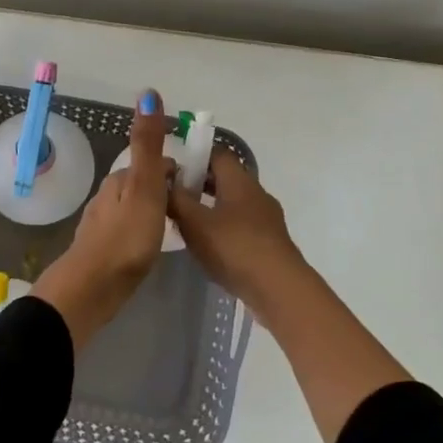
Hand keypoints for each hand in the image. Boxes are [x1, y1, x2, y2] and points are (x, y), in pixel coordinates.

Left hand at [34, 93, 174, 348]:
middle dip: (164, 190)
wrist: (92, 288)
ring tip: (175, 228)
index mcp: (120, 180)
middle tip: (191, 209)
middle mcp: (108, 196)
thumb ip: (148, 143)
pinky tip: (150, 248)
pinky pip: (128, 232)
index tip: (198, 187)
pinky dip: (142, 232)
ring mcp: (102, 224)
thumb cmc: (125, 237)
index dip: (175, 171)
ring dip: (153, 211)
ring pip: (134, 208)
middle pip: (142, 184)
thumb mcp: (144, 186)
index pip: (153, 164)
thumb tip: (148, 92)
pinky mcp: (102, 251)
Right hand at [169, 150, 311, 313]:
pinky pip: (241, 224)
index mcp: (239, 180)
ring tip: (184, 221)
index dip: (194, 155)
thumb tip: (163, 180)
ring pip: (232, 202)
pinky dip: (222, 227)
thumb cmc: (234, 247)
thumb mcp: (195, 223)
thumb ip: (176, 199)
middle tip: (171, 194)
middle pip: (225, 177)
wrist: (279, 289)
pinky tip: (207, 245)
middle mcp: (256, 193)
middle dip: (198, 182)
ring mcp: (266, 218)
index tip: (171, 167)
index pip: (217, 153)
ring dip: (209, 206)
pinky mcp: (269, 242)